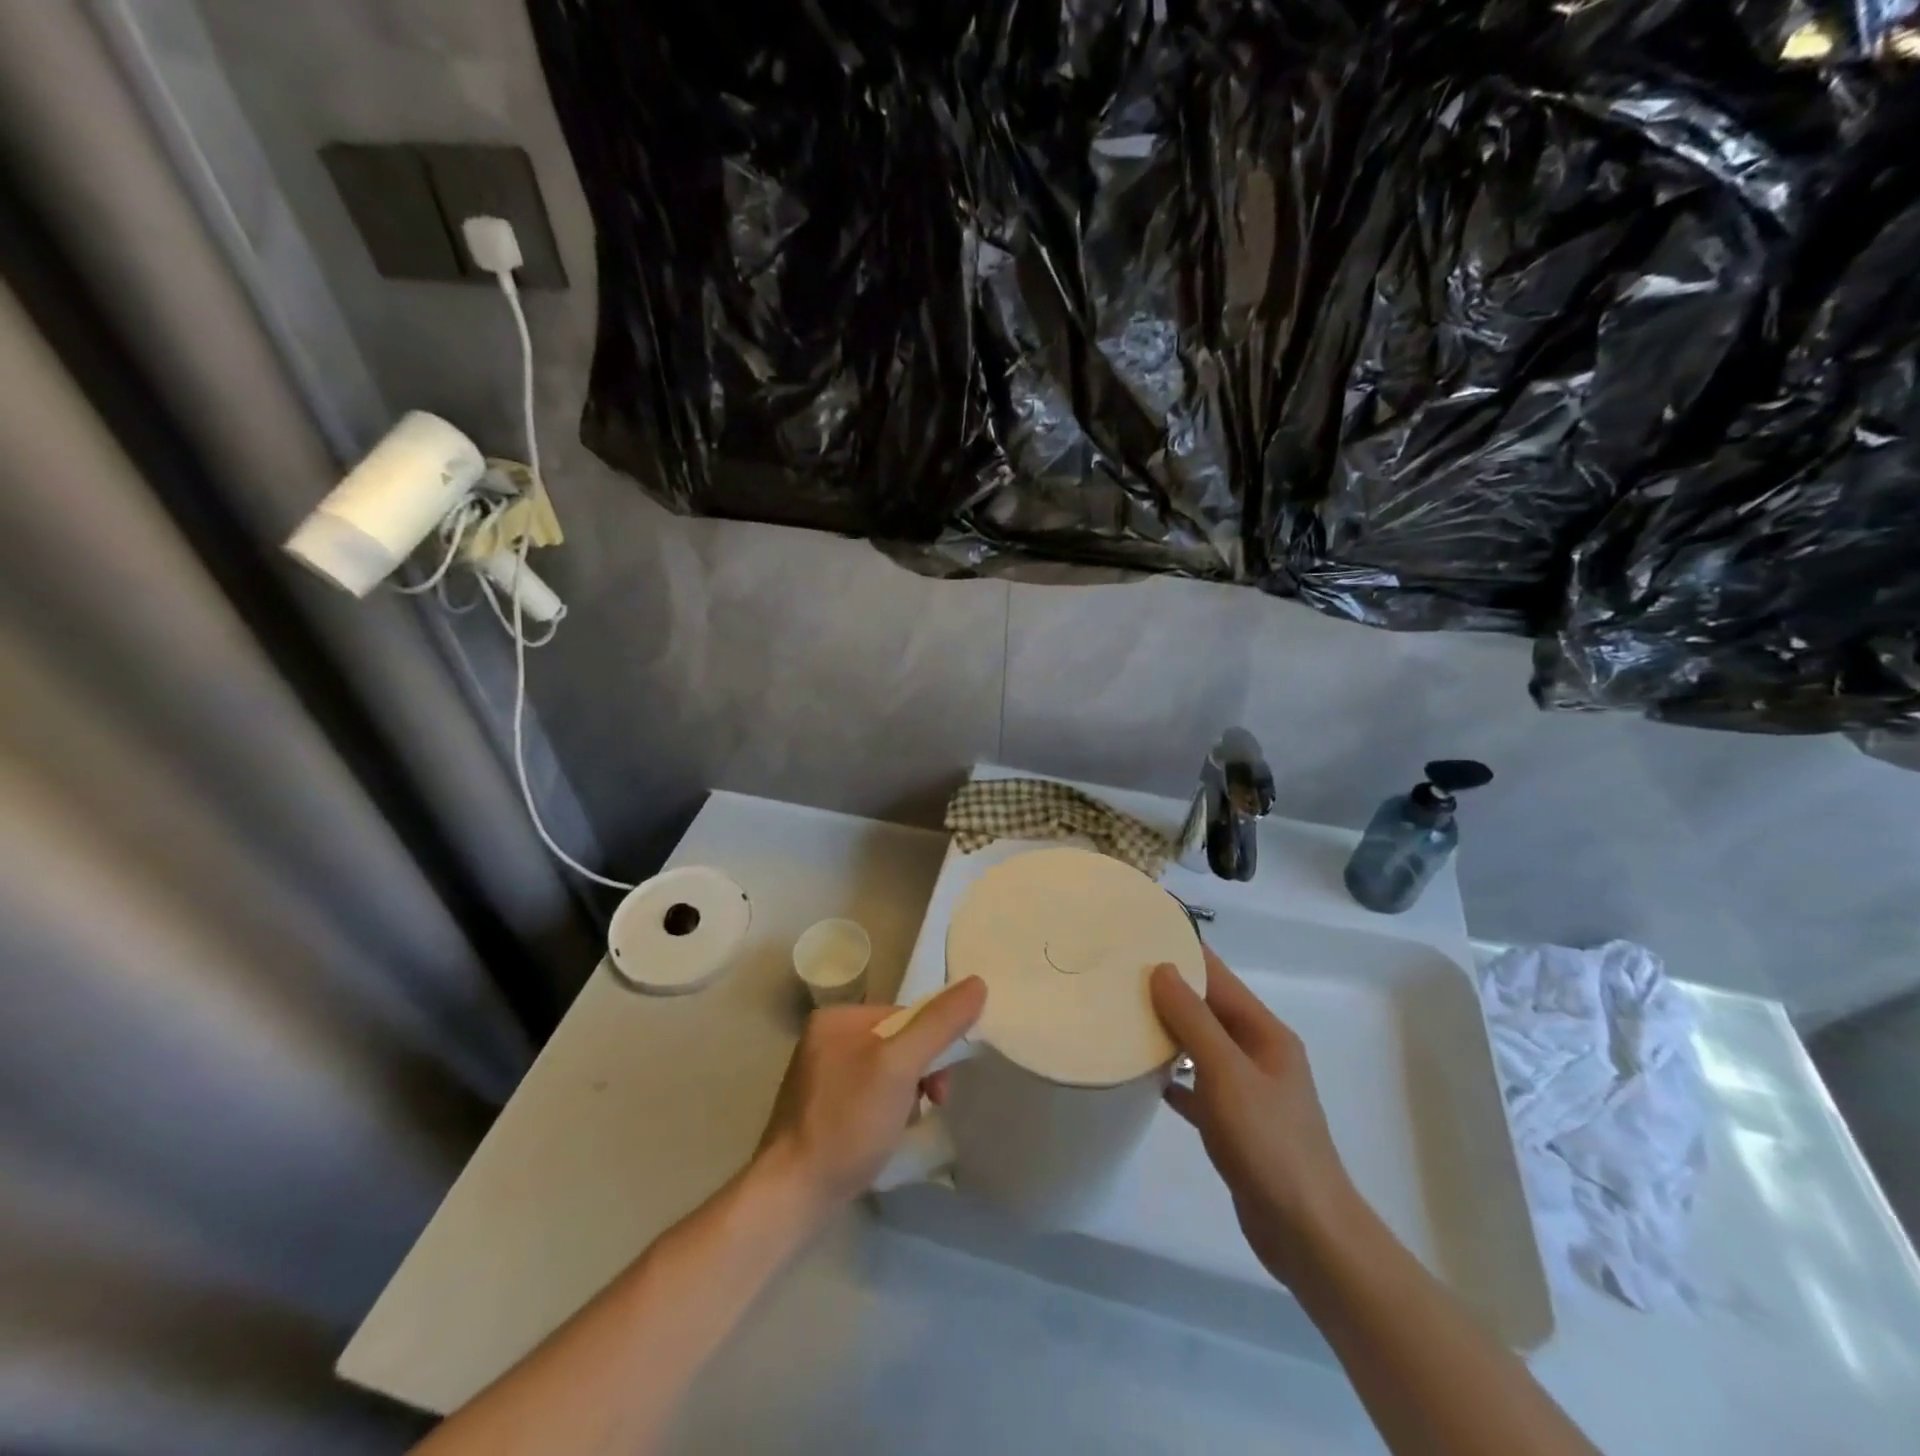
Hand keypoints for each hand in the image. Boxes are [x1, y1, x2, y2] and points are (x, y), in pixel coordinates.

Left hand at [757, 977, 986, 1216]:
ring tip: (906, 1125)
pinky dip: (885, 1112)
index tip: (940, 1086)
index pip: (905, 1015)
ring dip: (906, 1094)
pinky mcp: (820, 1110)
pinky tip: (886, 1135)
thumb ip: (939, 1024)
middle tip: (931, 1105)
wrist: (793, 1196)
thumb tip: (978, 983)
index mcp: (836, 1017)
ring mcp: (819, 1076)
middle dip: (920, 1073)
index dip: (931, 1045)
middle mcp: (824, 1039)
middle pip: (896, 1042)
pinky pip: (867, 1095)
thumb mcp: (900, 1066)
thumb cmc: (848, 1122)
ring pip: (885, 1072)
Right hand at [1150, 948, 1358, 1284]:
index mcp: (1265, 1033)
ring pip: (1202, 1046)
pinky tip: (1145, 1077)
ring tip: (1123, 1016)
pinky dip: (1175, 1078)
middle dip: (1169, 991)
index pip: (1219, 977)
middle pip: (1208, 1009)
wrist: (1306, 1233)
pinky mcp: (1236, 1123)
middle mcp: (1259, 1054)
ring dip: (1169, 1032)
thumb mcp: (1227, 1074)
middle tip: (1118, 974)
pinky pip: (1199, 1086)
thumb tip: (1162, 969)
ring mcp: (1249, 1090)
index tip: (1143, 934)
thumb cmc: (1269, 1143)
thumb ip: (1194, 1020)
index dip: (1184, 952)